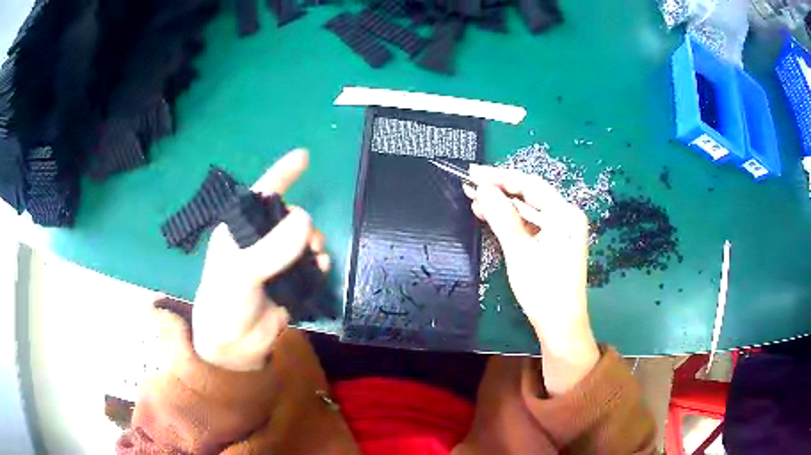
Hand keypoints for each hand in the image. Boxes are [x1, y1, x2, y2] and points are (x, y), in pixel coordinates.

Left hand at [192, 149, 329, 371]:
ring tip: (318, 257)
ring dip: (315, 244)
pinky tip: (322, 269)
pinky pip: (310, 265)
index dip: (282, 174)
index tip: (304, 156)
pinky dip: (319, 264)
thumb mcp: (241, 272)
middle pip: (289, 218)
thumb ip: (271, 248)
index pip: (260, 195)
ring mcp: (275, 263)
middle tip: (310, 241)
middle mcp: (258, 242)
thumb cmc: (225, 302)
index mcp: (239, 231)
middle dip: (304, 222)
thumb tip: (305, 220)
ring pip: (303, 241)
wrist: (233, 346)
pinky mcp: (289, 283)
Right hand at [465, 165, 598, 394]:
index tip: (473, 172)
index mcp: (565, 215)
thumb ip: (502, 217)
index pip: (530, 185)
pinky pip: (530, 224)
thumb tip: (483, 189)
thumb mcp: (520, 252)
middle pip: (530, 195)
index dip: (500, 177)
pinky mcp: (554, 243)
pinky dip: (511, 220)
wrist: (560, 325)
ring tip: (474, 200)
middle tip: (470, 184)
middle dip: (500, 189)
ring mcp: (561, 230)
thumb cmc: (543, 290)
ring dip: (503, 205)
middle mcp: (566, 217)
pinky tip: (490, 216)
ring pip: (528, 209)